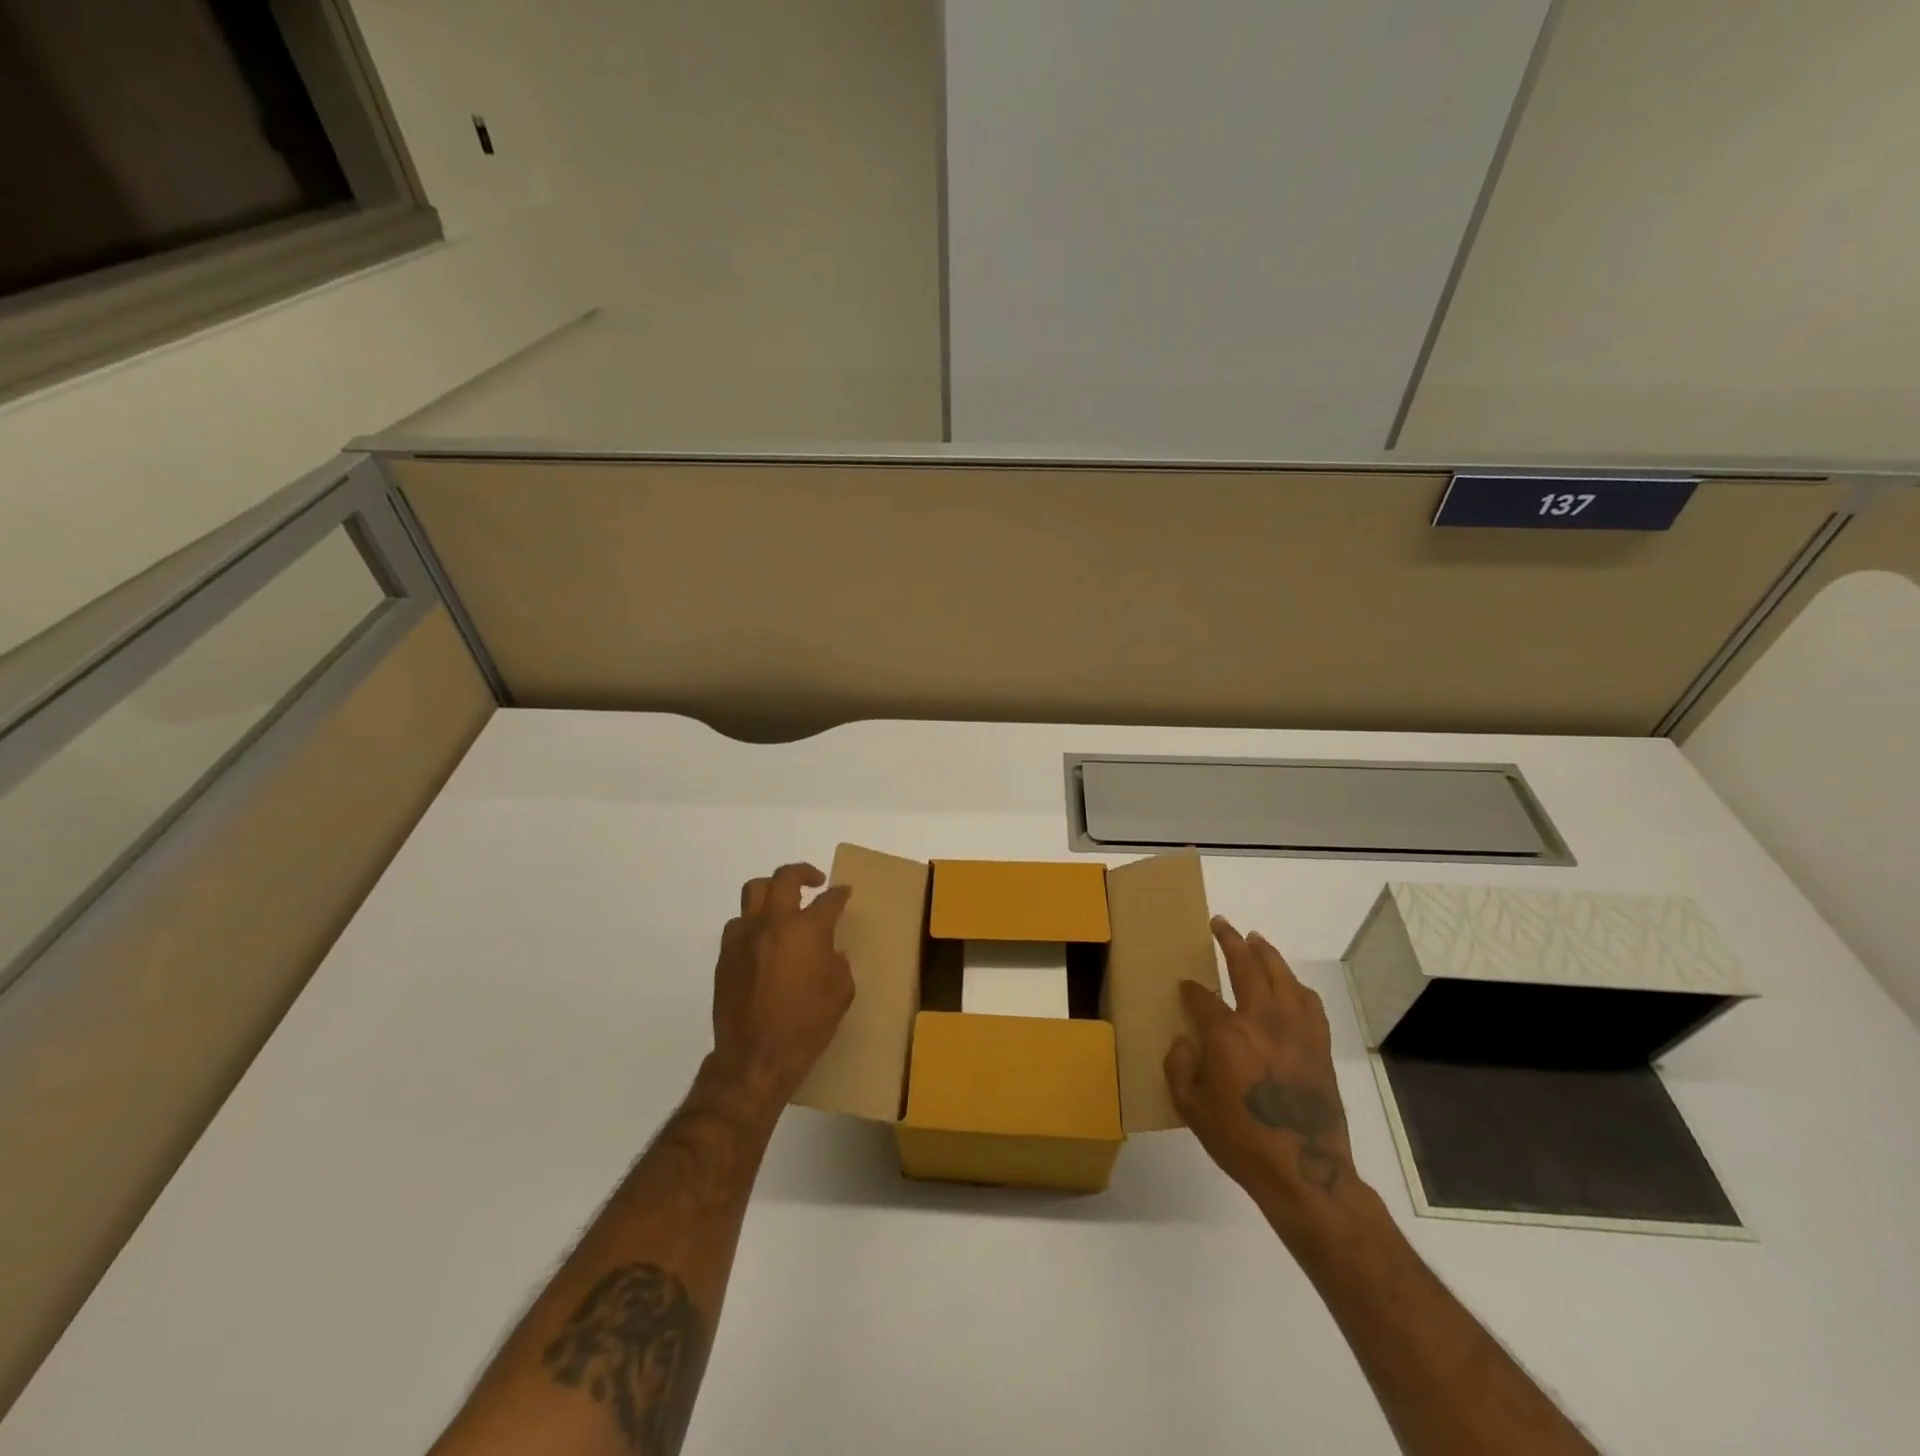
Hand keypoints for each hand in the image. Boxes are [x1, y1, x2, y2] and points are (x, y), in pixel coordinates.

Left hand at [707, 863, 854, 1108]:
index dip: (839, 894)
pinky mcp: (725, 954)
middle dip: (803, 873)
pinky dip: (752, 922)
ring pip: (754, 891)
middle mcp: (774, 923)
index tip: (844, 892)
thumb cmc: (807, 1025)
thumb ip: (839, 963)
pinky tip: (762, 938)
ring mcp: (745, 936)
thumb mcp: (841, 993)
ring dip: (772, 890)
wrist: (756, 1057)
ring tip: (782, 902)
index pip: (828, 900)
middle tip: (814, 881)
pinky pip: (738, 923)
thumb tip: (831, 951)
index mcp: (808, 930)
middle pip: (785, 878)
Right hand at [1165, 917, 1358, 1233]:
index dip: (1190, 989)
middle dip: (1230, 942)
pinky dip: (1296, 986)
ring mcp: (1296, 1030)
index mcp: (1227, 1034)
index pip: (1203, 997)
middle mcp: (1262, 1020)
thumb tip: (1183, 1041)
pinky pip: (1309, 1002)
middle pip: (1246, 967)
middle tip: (1221, 925)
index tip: (1184, 986)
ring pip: (1281, 976)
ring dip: (1266, 953)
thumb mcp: (1191, 1109)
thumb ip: (1179, 1068)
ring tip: (1255, 939)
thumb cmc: (1241, 1140)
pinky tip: (1290, 984)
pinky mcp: (1319, 1045)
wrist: (1304, 1171)